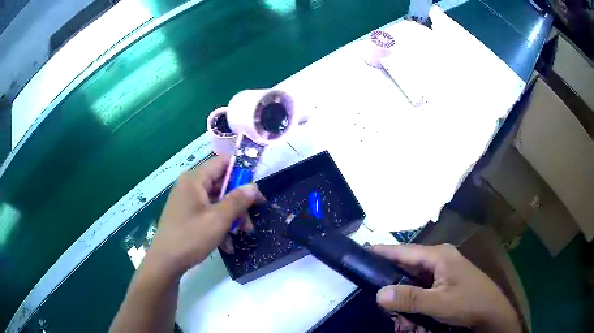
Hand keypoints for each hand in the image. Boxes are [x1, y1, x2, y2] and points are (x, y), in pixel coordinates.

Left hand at [145, 156, 263, 276]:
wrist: (165, 262)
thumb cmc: (191, 237)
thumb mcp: (218, 219)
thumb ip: (238, 201)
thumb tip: (254, 186)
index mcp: (194, 179)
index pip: (221, 163)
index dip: (241, 173)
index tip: (255, 189)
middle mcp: (189, 186)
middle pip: (221, 184)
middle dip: (238, 202)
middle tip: (250, 219)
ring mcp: (187, 201)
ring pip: (216, 201)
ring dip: (231, 217)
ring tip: (241, 234)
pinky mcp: (186, 215)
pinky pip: (207, 213)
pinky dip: (219, 225)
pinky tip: (227, 244)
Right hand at [372, 244, 521, 332]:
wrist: (491, 311)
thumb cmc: (469, 303)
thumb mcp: (439, 303)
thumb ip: (409, 298)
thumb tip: (379, 294)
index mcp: (438, 255)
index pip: (403, 250)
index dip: (382, 251)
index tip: (361, 252)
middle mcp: (440, 258)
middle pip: (407, 265)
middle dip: (393, 283)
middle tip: (381, 301)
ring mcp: (444, 269)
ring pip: (414, 279)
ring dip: (404, 295)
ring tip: (399, 314)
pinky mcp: (446, 280)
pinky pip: (423, 286)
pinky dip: (414, 298)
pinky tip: (412, 312)